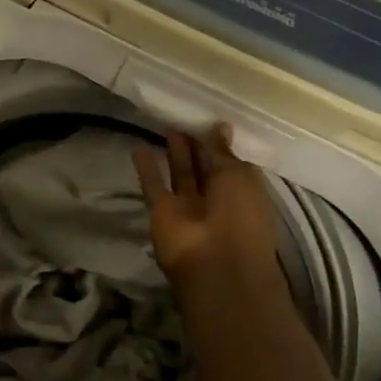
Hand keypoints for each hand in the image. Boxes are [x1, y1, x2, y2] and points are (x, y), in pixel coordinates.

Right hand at [132, 125, 283, 294]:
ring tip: (167, 125)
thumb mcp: (239, 175)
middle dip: (197, 143)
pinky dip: (146, 169)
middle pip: (204, 166)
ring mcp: (188, 206)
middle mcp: (217, 197)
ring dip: (175, 152)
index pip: (230, 160)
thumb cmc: (240, 216)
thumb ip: (223, 151)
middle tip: (185, 115)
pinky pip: (154, 186)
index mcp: (243, 190)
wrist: (216, 265)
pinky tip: (138, 148)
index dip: (219, 140)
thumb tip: (220, 126)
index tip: (208, 116)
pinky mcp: (163, 211)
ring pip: (181, 174)